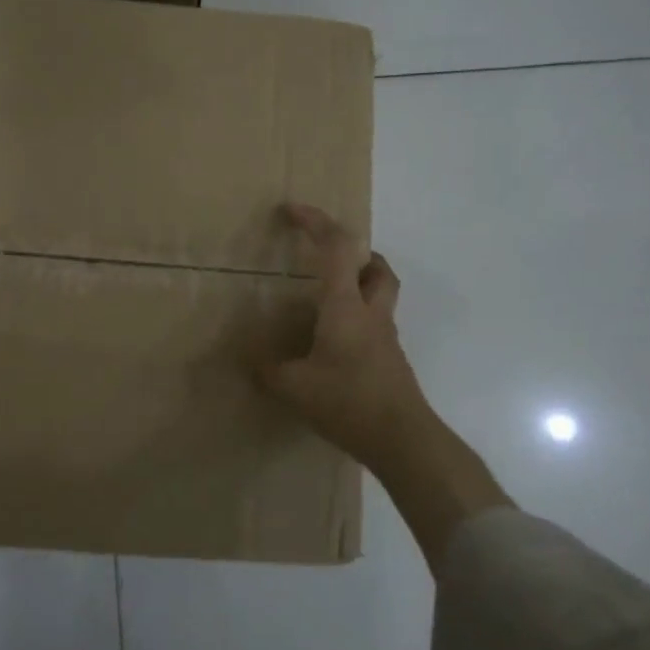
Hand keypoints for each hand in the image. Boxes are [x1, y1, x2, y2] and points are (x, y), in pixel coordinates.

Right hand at [258, 203, 432, 466]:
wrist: (403, 439)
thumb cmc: (348, 402)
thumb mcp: (294, 387)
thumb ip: (267, 370)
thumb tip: (247, 359)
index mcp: (344, 306)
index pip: (336, 247)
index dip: (314, 221)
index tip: (290, 210)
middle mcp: (370, 312)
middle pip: (376, 266)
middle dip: (354, 252)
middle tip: (327, 257)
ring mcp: (386, 337)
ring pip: (381, 294)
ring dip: (360, 283)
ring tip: (328, 299)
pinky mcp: (391, 361)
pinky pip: (376, 325)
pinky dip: (357, 319)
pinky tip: (334, 345)